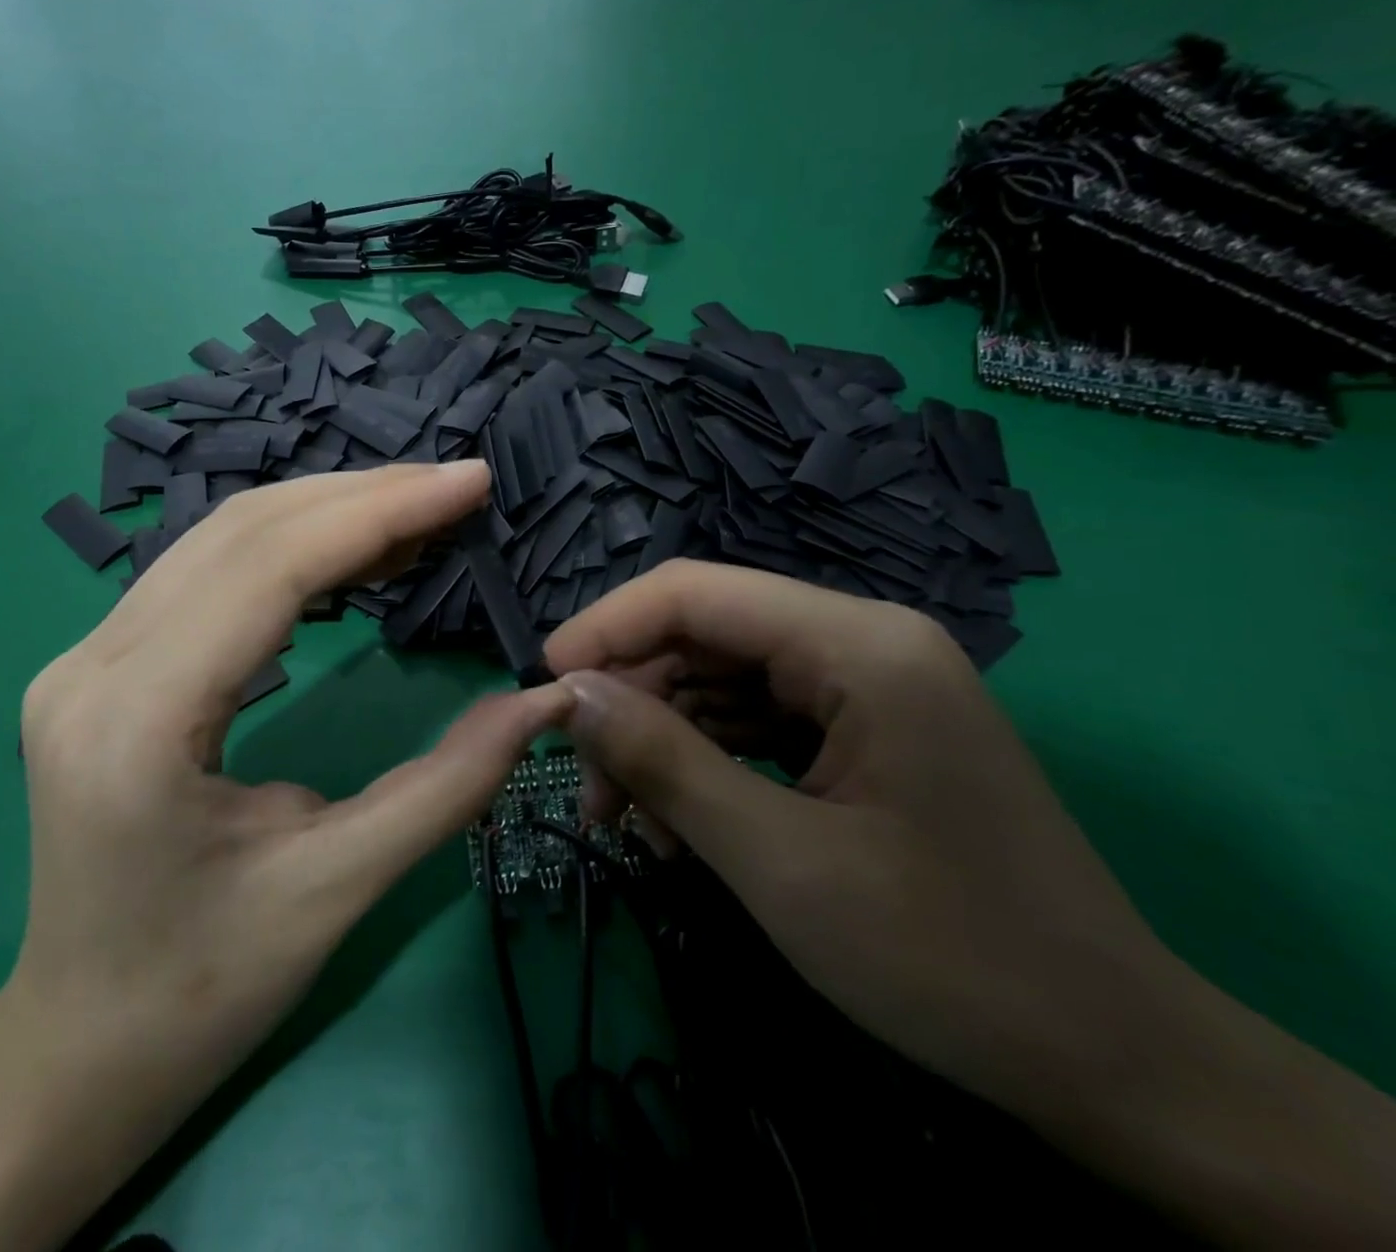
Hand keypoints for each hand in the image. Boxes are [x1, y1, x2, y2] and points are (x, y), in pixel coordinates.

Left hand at [0, 462, 569, 1251]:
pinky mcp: (100, 666)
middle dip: (363, 497)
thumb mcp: (339, 888)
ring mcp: (84, 658)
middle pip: (243, 532)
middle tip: (457, 489)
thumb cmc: (204, 988)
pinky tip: (348, 559)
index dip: (382, 511)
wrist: (80, 1048)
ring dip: (326, 513)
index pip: (274, 567)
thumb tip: (544, 702)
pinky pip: (204, 573)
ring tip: (418, 515)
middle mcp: (92, 665)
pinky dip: (287, 548)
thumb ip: (450, 783)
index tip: (470, 482)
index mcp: (140, 720)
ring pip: (220, 539)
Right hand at [545, 561, 1175, 1132]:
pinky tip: (678, 826)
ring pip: (719, 680)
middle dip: (631, 700)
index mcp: (859, 645)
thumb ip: (664, 762)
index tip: (544, 687)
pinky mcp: (863, 729)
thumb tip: (568, 695)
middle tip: (586, 784)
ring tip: (629, 823)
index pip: (694, 593)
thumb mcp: (778, 861)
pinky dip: (704, 762)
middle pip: (702, 635)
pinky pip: (753, 720)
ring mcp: (865, 685)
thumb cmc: (949, 959)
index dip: (606, 628)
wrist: (1114, 1065)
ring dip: (661, 740)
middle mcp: (862, 641)